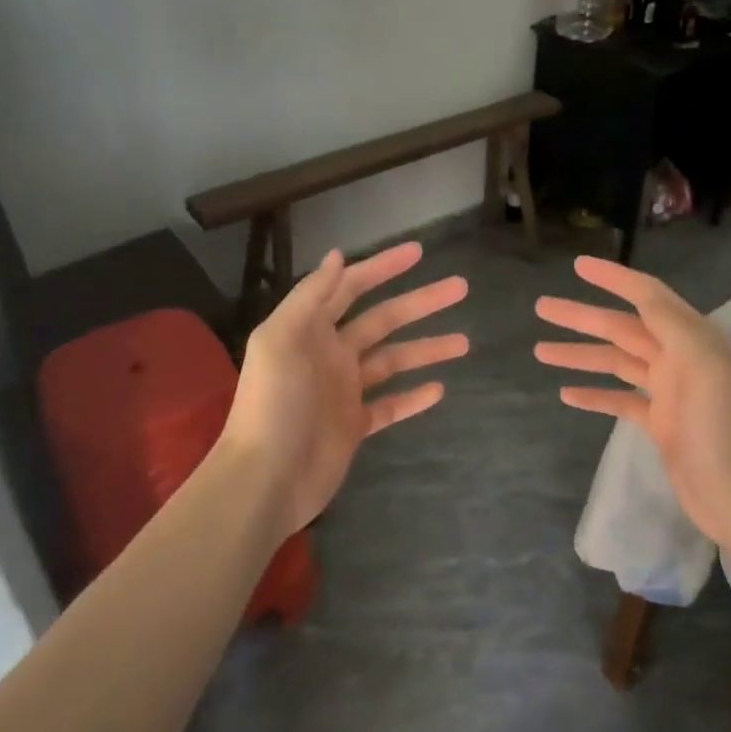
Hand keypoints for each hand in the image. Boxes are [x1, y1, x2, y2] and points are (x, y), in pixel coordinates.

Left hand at [220, 242, 468, 537]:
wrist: (266, 479)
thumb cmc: (274, 404)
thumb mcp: (281, 340)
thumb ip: (310, 296)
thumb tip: (337, 255)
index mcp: (310, 329)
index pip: (350, 287)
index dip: (382, 267)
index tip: (419, 252)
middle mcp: (329, 354)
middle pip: (383, 320)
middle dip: (420, 303)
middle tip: (460, 288)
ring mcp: (344, 391)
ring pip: (393, 361)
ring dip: (426, 348)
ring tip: (464, 342)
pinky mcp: (354, 425)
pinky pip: (391, 405)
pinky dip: (413, 397)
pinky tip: (440, 389)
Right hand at [535, 256, 730, 546]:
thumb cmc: (719, 426)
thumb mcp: (701, 363)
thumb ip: (670, 323)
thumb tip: (641, 292)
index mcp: (692, 338)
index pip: (647, 296)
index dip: (613, 278)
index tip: (577, 265)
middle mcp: (680, 358)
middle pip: (622, 328)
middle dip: (582, 317)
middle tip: (542, 307)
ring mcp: (669, 392)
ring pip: (616, 363)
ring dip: (580, 354)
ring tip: (540, 351)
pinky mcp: (660, 423)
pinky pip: (620, 399)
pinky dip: (595, 394)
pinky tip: (566, 393)